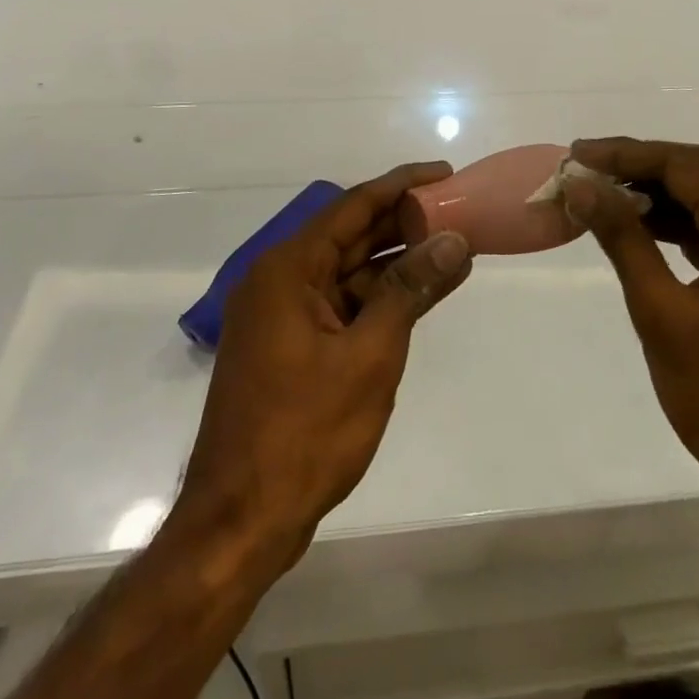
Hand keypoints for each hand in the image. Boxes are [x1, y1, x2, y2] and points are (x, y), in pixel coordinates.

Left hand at [177, 163, 473, 563]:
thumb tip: (454, 241)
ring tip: (454, 248)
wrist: (240, 525)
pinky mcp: (292, 346)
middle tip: (458, 209)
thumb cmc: (303, 434)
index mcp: (288, 268)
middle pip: (352, 235)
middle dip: (404, 222)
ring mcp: (284, 316)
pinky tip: (423, 293)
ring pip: (351, 271)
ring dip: (397, 262)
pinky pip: (344, 304)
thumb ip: (410, 290)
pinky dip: (382, 298)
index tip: (446, 173)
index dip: (402, 185)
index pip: (353, 206)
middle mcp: (281, 280)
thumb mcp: (369, 355)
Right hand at [565, 139, 698, 524]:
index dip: (629, 155)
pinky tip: (646, 226)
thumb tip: (581, 186)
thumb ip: (623, 239)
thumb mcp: (661, 313)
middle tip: (590, 167)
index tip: (579, 155)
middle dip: (645, 164)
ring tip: (608, 194)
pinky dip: (685, 221)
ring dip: (665, 190)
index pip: (688, 166)